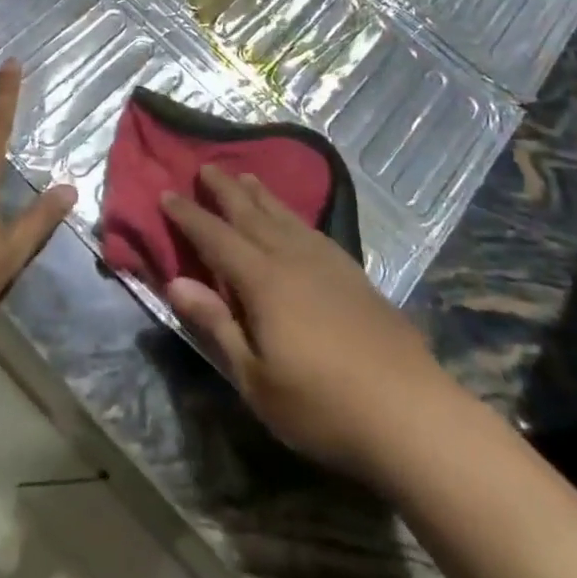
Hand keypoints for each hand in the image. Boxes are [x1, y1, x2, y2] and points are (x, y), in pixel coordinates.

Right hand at [163, 165, 446, 481]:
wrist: (409, 411)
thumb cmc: (322, 405)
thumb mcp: (255, 378)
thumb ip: (217, 325)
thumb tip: (176, 282)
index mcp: (263, 280)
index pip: (216, 237)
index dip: (189, 215)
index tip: (167, 193)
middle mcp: (292, 257)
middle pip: (251, 214)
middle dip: (225, 190)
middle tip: (206, 166)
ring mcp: (328, 262)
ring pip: (285, 216)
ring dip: (261, 195)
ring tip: (247, 176)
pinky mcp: (354, 273)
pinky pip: (312, 228)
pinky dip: (293, 215)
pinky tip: (295, 221)